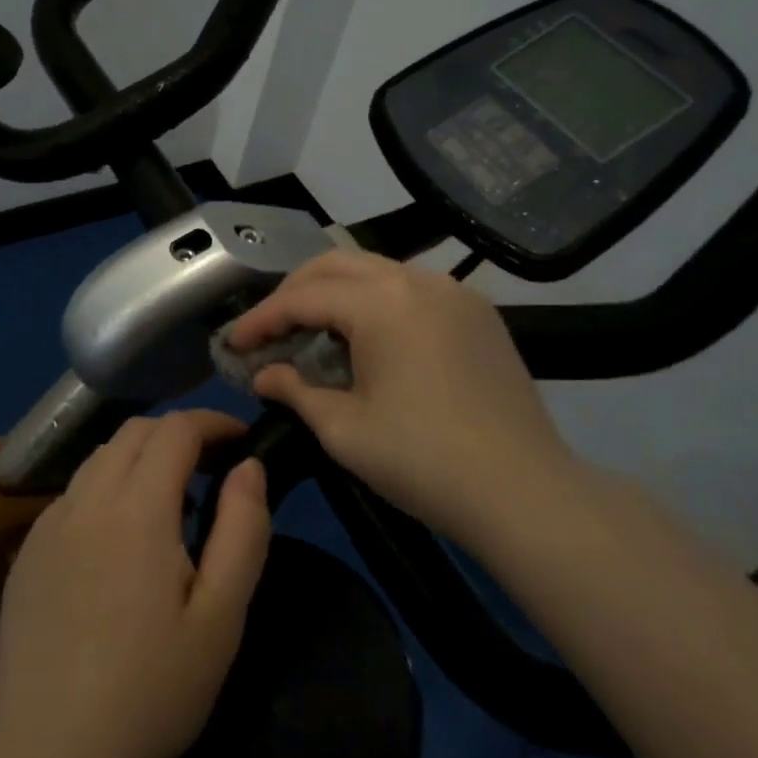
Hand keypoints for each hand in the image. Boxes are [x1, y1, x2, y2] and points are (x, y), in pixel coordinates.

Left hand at [0, 410, 271, 757]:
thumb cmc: (152, 692)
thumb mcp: (221, 618)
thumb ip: (243, 529)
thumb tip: (249, 466)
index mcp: (136, 509)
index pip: (176, 429)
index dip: (213, 422)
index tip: (242, 440)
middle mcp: (86, 500)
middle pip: (134, 432)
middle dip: (179, 434)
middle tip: (213, 469)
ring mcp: (48, 524)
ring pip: (99, 457)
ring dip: (141, 457)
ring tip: (172, 503)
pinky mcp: (27, 551)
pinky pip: (74, 492)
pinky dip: (108, 486)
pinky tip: (121, 538)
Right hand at [229, 248, 579, 542]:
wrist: (524, 491)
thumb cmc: (423, 460)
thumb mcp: (343, 429)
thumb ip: (295, 391)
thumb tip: (264, 375)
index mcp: (382, 302)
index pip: (304, 297)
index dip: (262, 318)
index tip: (234, 343)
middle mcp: (419, 280)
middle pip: (338, 265)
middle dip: (295, 291)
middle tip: (269, 329)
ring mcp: (455, 292)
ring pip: (378, 271)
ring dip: (337, 293)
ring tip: (313, 331)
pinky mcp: (479, 313)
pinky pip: (412, 290)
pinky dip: (377, 302)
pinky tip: (368, 338)